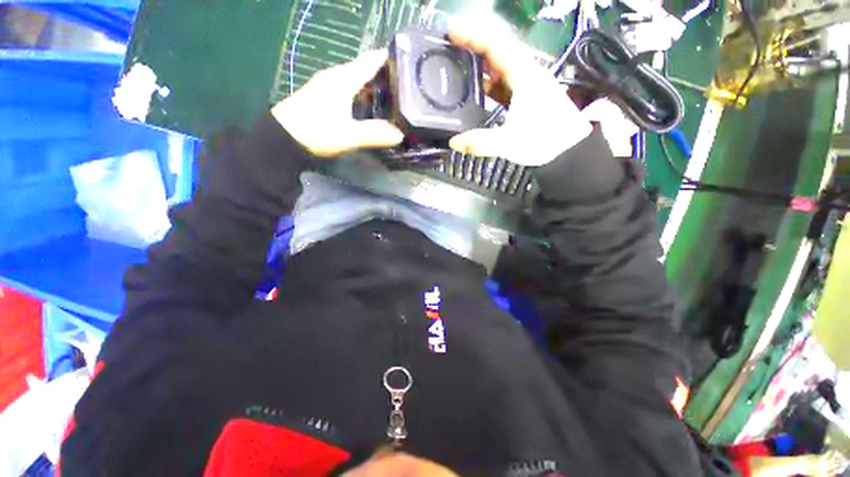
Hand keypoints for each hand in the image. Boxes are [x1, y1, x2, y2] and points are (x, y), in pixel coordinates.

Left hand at [272, 50, 403, 156]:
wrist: (282, 137)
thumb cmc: (316, 132)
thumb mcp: (349, 136)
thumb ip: (375, 134)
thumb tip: (400, 135)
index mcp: (343, 79)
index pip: (370, 61)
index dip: (387, 58)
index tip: (406, 60)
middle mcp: (336, 76)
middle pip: (363, 68)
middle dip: (383, 73)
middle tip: (404, 84)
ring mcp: (327, 85)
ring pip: (355, 78)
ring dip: (371, 83)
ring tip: (390, 94)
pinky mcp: (322, 95)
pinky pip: (347, 87)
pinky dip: (361, 91)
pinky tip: (367, 103)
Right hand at [447, 22, 592, 165]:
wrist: (568, 150)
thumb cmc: (543, 141)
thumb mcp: (509, 143)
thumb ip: (480, 143)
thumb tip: (453, 142)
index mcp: (524, 76)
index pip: (496, 46)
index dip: (472, 36)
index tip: (450, 32)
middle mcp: (526, 74)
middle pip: (498, 51)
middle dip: (474, 47)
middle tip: (450, 49)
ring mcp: (528, 85)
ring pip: (501, 66)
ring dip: (481, 65)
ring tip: (459, 66)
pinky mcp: (527, 97)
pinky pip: (504, 82)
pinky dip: (489, 82)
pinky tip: (478, 89)